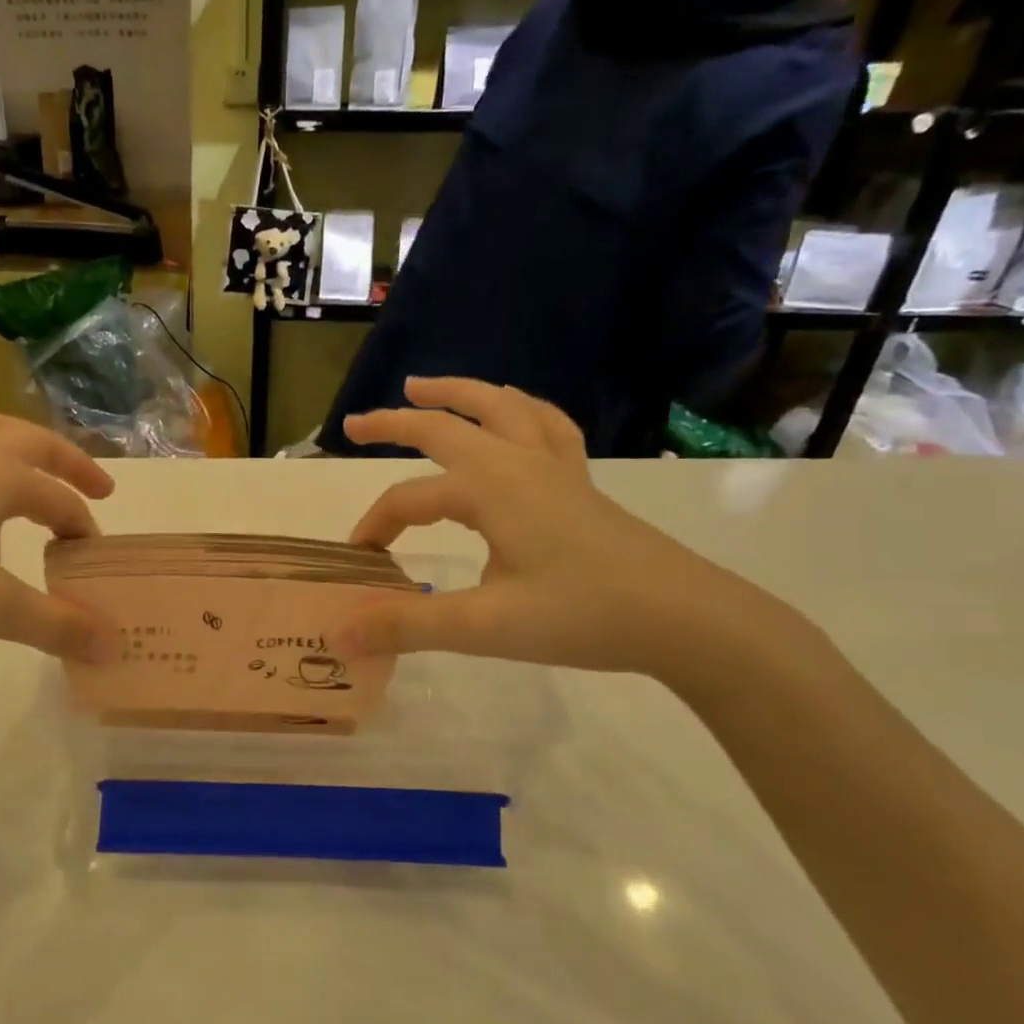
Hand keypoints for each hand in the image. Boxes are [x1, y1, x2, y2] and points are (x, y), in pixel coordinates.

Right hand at [336, 378, 783, 680]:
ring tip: (424, 388)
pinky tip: (514, 416)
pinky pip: (545, 426)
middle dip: (395, 422)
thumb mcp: (485, 626)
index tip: (358, 562)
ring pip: (501, 408)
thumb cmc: (584, 617)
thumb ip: (406, 625)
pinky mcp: (581, 484)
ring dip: (457, 394)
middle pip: (445, 426)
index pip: (409, 499)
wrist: (687, 619)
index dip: (375, 526)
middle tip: (355, 423)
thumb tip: (336, 635)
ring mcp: (556, 468)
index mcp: (490, 488)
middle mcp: (519, 463)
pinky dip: (519, 410)